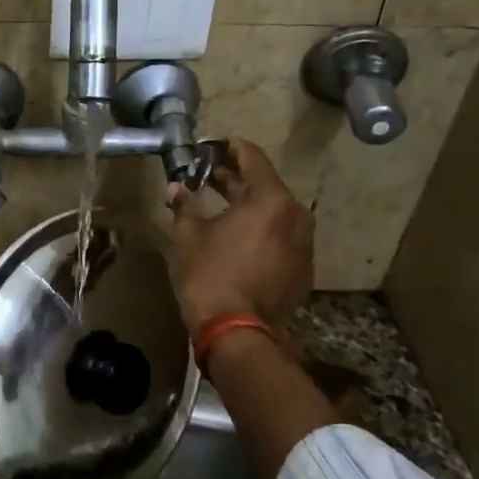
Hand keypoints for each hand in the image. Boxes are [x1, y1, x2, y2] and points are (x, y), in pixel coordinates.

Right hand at [165, 139, 311, 332]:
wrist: (238, 333)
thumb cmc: (210, 274)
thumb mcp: (189, 235)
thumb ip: (184, 205)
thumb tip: (175, 188)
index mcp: (271, 200)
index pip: (253, 158)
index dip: (230, 148)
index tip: (211, 146)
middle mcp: (296, 216)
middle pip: (266, 185)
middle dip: (237, 178)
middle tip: (209, 174)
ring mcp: (303, 245)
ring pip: (275, 213)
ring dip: (250, 205)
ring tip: (222, 205)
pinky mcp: (302, 269)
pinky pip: (281, 237)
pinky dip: (261, 230)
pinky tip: (237, 237)